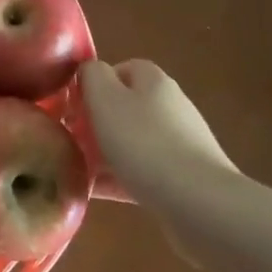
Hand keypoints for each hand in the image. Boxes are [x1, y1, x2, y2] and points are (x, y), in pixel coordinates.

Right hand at [79, 60, 237, 205]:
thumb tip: (88, 71)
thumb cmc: (144, 142)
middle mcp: (171, 106)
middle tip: (71, 137)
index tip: (74, 104)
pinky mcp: (187, 179)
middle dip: (98, 121)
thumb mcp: (105, 98)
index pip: (121, 68)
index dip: (95, 82)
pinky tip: (97, 192)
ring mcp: (182, 144)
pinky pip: (144, 172)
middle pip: (126, 106)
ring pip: (134, 141)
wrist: (200, 203)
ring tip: (78, 168)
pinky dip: (120, 178)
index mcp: (154, 82)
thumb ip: (91, 75)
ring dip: (106, 152)